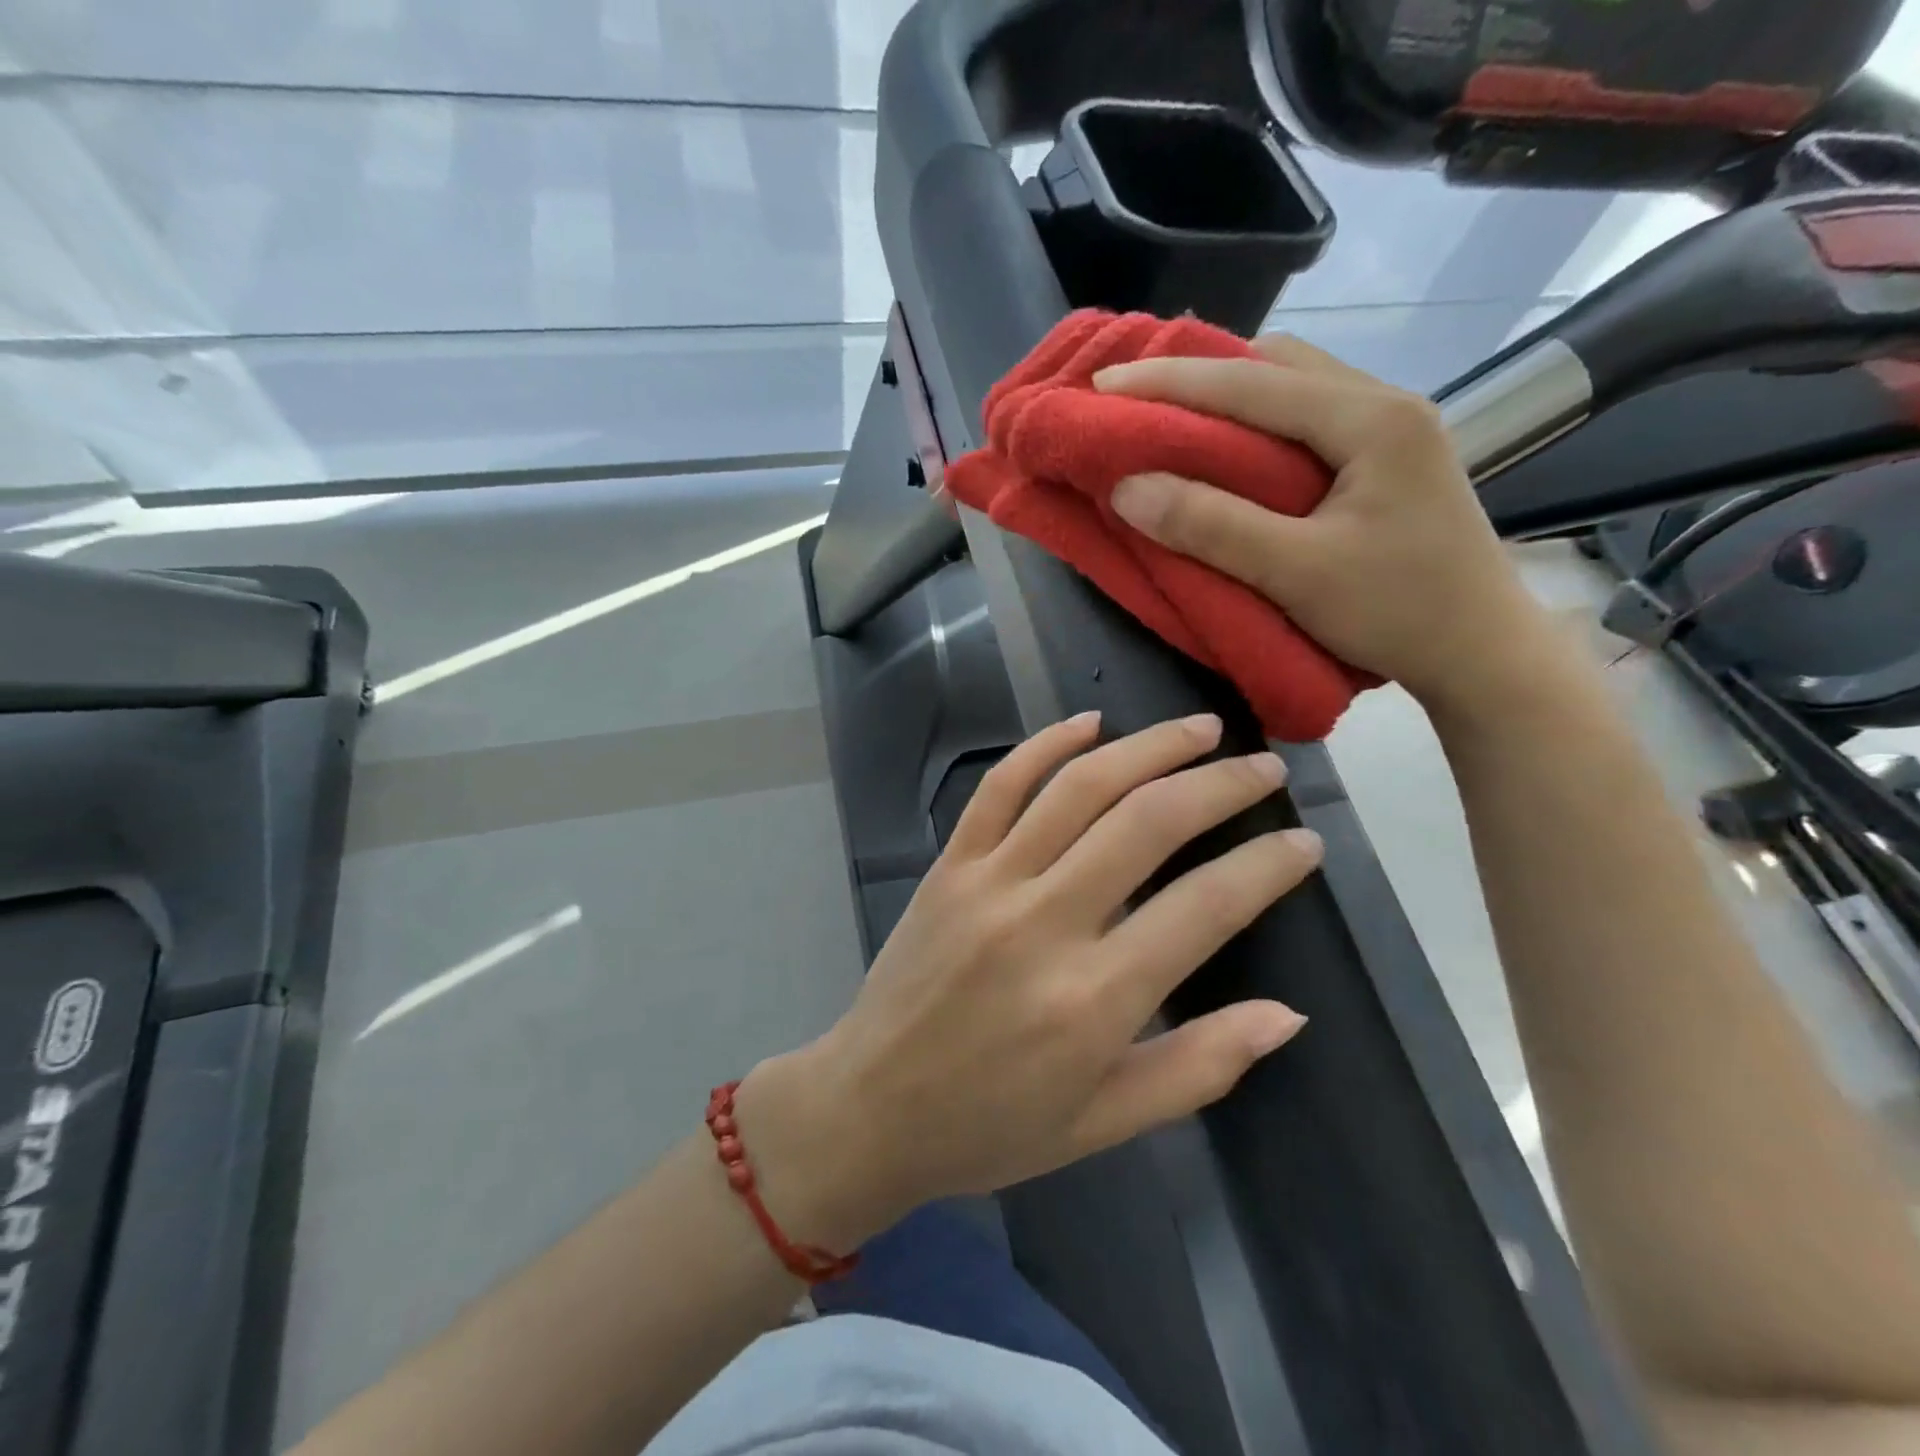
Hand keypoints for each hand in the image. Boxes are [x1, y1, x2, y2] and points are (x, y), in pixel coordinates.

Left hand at [738, 712, 1320, 1250]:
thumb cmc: (991, 1127)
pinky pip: (999, 786)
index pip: (1206, 906)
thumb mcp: (1104, 1122)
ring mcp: (988, 881)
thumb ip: (1200, 1066)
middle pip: (1147, 822)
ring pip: (1079, 786)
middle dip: (1219, 784)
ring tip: (1201, 728)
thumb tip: (1289, 1015)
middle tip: (1264, 767)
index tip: (1303, 842)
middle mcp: (1044, 921)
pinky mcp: (948, 864)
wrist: (868, 1107)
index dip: (1266, 865)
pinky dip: (1046, 745)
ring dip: (1147, 746)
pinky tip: (1089, 722)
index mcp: (1094, 998)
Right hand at [1093, 335, 1559, 715]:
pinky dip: (1256, 422)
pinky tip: (1230, 447)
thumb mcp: (1296, 573)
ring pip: (1295, 386)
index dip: (1170, 382)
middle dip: (1201, 373)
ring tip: (1172, 415)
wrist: (1482, 652)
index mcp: (1372, 419)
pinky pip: (1307, 418)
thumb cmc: (1398, 613)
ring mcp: (1392, 429)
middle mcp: (1385, 404)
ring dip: (1230, 394)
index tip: (1104, 385)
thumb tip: (1127, 488)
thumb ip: (1212, 526)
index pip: (1252, 383)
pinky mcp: (1386, 459)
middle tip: (1137, 396)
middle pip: (1278, 364)